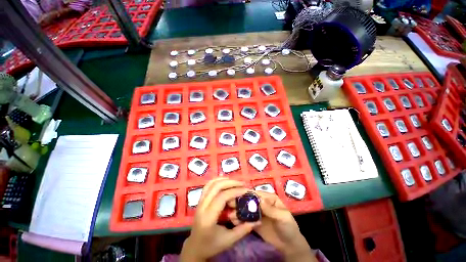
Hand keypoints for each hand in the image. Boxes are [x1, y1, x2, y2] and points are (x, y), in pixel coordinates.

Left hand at [180, 178, 259, 261]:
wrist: (195, 247)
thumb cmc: (212, 245)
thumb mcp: (229, 240)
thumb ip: (243, 229)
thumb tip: (258, 220)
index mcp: (208, 217)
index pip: (221, 197)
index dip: (234, 191)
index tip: (245, 190)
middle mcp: (202, 206)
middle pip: (216, 187)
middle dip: (230, 183)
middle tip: (242, 184)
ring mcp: (199, 202)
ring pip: (211, 183)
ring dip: (224, 180)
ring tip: (235, 182)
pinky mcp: (200, 200)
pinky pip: (208, 185)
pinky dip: (217, 180)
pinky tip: (225, 181)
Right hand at [228, 191, 316, 261]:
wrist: (289, 246)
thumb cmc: (289, 228)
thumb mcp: (283, 217)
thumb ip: (271, 209)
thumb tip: (260, 200)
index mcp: (269, 198)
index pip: (256, 193)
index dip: (247, 194)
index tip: (236, 195)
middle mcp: (262, 203)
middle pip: (249, 200)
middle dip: (240, 201)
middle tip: (229, 204)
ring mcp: (257, 213)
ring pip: (246, 209)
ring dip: (238, 210)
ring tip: (230, 214)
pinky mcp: (254, 222)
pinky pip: (246, 219)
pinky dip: (240, 219)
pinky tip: (233, 221)